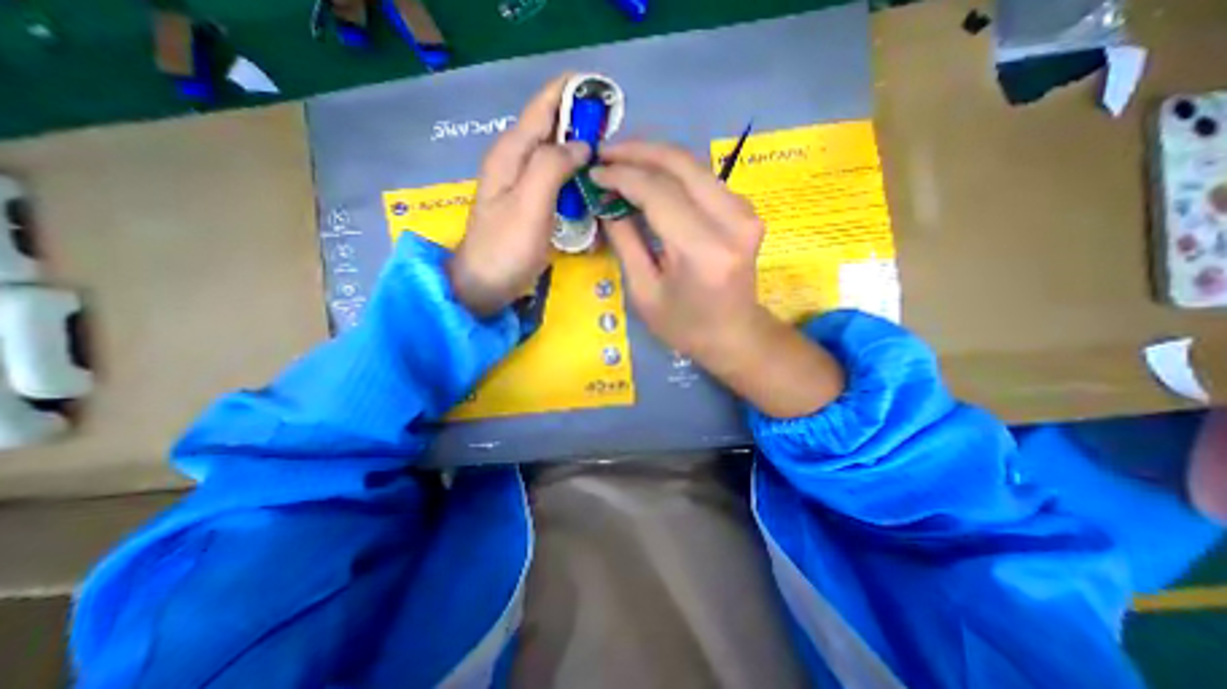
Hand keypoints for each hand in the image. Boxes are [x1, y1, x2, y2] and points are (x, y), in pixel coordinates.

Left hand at [449, 76, 590, 316]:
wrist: (485, 285)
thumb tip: (581, 145)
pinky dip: (574, 179)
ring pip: (556, 155)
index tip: (605, 95)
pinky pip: (556, 181)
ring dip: (581, 154)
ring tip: (609, 160)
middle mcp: (515, 161)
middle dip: (582, 126)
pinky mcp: (530, 204)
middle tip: (615, 138)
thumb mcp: (529, 205)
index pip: (543, 105)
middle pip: (552, 129)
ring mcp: (522, 184)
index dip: (572, 93)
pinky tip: (590, 188)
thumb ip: (552, 167)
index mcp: (511, 152)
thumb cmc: (506, 248)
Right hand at [592, 142, 845, 415]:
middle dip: (638, 151)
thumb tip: (606, 202)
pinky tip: (652, 176)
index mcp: (703, 250)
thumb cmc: (685, 326)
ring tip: (622, 160)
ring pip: (695, 165)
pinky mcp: (747, 211)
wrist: (735, 336)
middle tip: (605, 151)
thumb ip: (625, 241)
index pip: (658, 193)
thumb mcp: (645, 291)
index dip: (622, 176)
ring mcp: (746, 213)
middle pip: (681, 164)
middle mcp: (732, 222)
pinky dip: (675, 172)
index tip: (594, 172)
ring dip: (656, 157)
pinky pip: (705, 179)